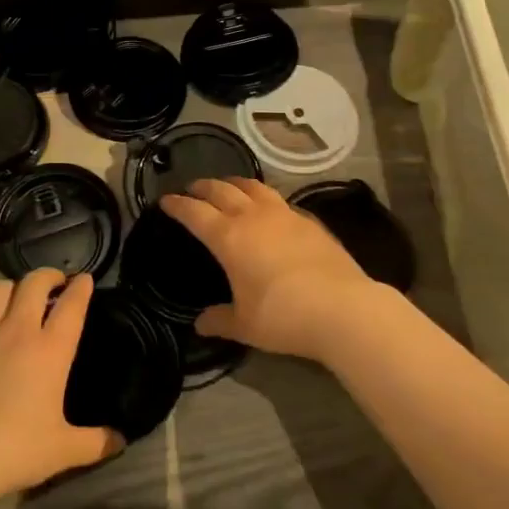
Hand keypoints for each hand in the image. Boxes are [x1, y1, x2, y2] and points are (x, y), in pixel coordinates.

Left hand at [0, 269, 121, 497]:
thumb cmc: (18, 448)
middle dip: (48, 276)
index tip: (84, 279)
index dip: (81, 288)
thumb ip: (96, 442)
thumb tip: (120, 440)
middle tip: (54, 284)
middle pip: (34, 283)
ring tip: (18, 298)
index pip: (71, 304)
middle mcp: (19, 331)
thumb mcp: (64, 449)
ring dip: (13, 288)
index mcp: (51, 349)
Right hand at [160, 178, 398, 362]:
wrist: (343, 308)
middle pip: (222, 190)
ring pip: (253, 187)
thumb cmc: (283, 316)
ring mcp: (284, 214)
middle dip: (203, 187)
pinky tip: (268, 208)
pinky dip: (264, 198)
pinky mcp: (309, 220)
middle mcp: (253, 217)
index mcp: (228, 237)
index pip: (194, 212)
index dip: (177, 205)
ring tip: (228, 187)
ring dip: (234, 183)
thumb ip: (220, 320)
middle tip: (192, 189)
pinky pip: (279, 200)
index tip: (166, 200)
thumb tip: (200, 324)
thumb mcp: (245, 325)